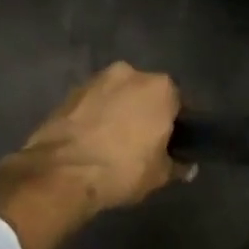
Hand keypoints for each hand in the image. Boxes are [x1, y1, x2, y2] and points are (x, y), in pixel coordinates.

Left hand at [3, 62, 192, 214]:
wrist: (62, 172)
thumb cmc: (123, 169)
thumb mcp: (159, 175)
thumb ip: (177, 166)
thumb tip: (186, 168)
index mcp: (160, 87)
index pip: (177, 103)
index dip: (175, 124)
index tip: (171, 142)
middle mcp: (130, 73)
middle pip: (144, 93)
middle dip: (144, 112)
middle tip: (142, 142)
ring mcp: (95, 80)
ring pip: (115, 96)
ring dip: (117, 112)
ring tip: (113, 143)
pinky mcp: (68, 93)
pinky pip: (91, 105)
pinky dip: (94, 117)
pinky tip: (91, 142)